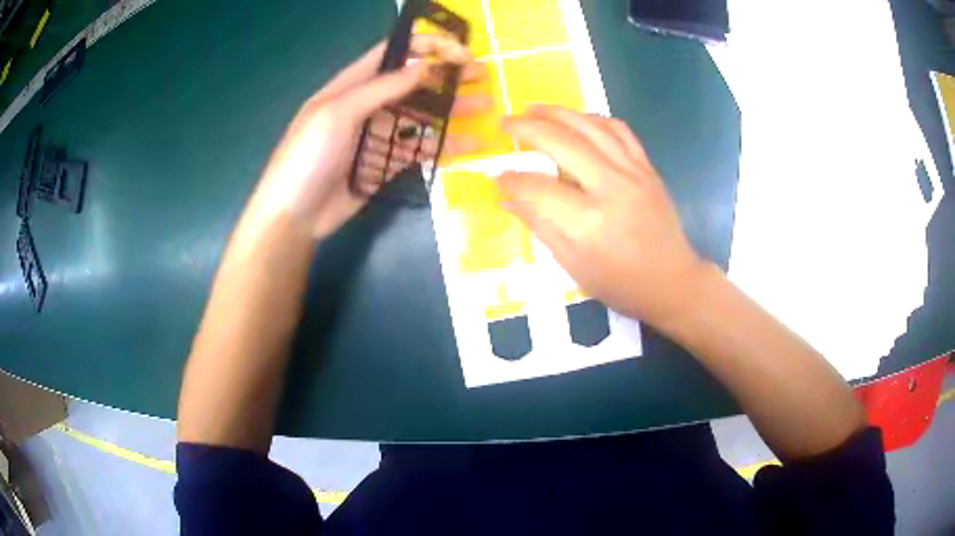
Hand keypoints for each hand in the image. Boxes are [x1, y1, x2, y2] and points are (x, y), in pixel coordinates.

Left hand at [248, 35, 489, 238]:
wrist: (293, 215)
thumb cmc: (307, 157)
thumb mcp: (337, 113)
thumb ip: (380, 89)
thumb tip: (423, 66)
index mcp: (351, 85)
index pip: (392, 54)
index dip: (424, 47)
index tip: (457, 50)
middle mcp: (368, 105)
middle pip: (413, 84)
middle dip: (446, 76)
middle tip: (481, 73)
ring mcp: (378, 135)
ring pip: (421, 116)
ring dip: (452, 109)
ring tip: (485, 105)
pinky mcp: (386, 164)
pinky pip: (419, 149)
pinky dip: (445, 146)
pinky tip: (471, 144)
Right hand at [499, 105, 706, 326]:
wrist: (673, 281)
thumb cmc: (620, 283)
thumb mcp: (573, 265)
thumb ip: (539, 225)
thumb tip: (507, 199)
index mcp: (588, 221)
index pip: (537, 187)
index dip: (511, 179)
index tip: (496, 176)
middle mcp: (611, 187)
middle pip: (561, 142)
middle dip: (526, 128)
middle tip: (505, 123)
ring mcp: (633, 172)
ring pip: (590, 126)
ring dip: (557, 112)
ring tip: (533, 109)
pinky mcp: (647, 167)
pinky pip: (619, 130)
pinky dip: (594, 119)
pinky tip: (578, 120)